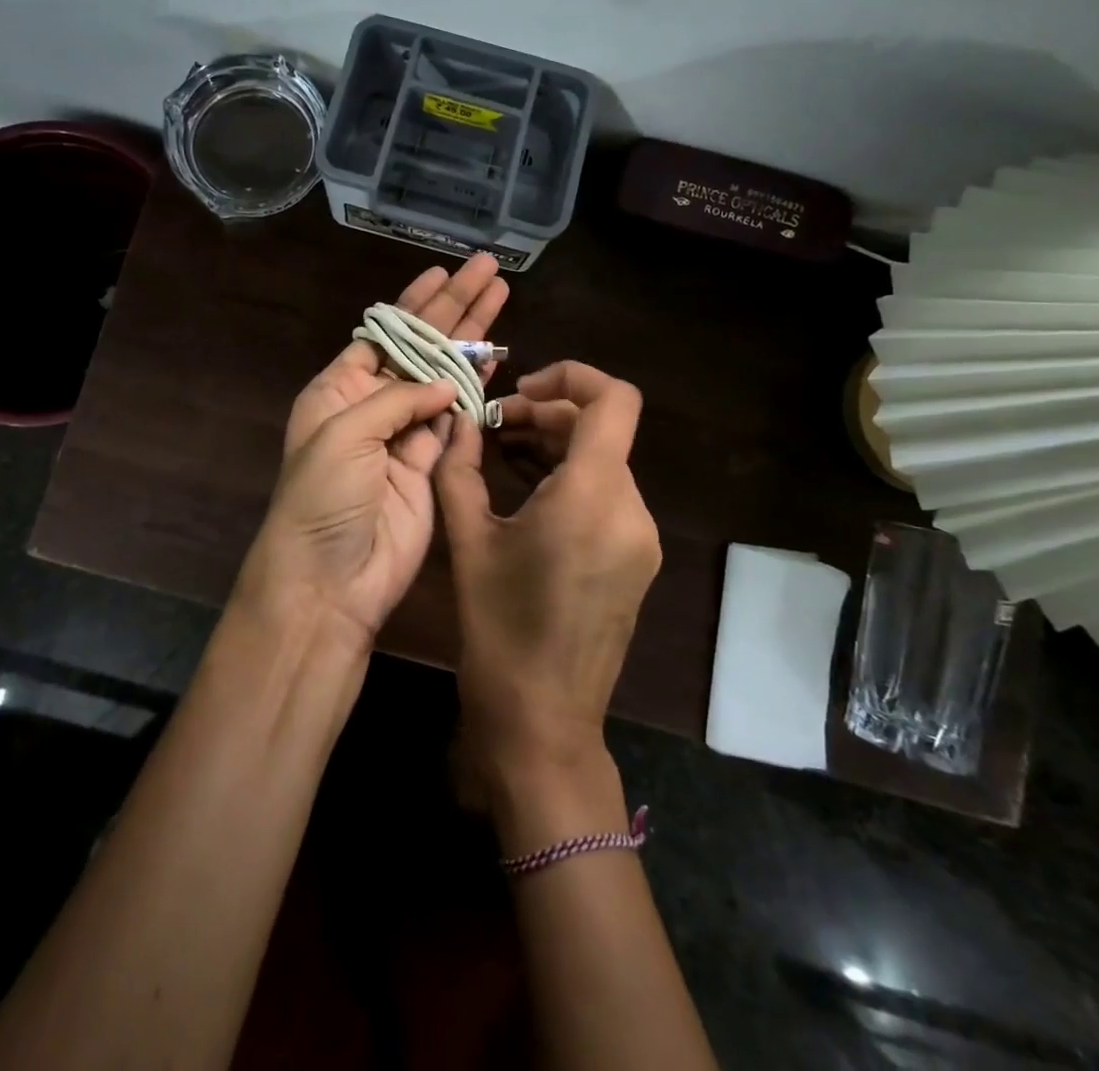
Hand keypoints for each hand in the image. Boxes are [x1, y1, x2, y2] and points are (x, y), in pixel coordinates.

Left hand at [233, 255, 509, 644]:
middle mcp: (372, 402)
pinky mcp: (432, 462)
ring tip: (501, 298)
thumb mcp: (344, 434)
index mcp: (339, 387)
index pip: (383, 331)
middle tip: (489, 270)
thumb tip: (447, 383)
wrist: (331, 579)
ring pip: (445, 374)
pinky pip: (458, 416)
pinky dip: (477, 388)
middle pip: (420, 344)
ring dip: (472, 339)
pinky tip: (496, 359)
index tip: (443, 272)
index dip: (413, 303)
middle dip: (454, 306)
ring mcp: (405, 433)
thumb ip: (398, 399)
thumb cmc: (323, 498)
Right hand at [435, 362, 660, 795]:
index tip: (521, 390)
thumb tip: (457, 421)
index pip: (613, 399)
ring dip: (557, 445)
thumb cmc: (499, 630)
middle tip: (492, 426)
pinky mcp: (637, 561)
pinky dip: (571, 478)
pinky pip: (608, 496)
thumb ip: (460, 470)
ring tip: (502, 451)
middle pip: (602, 428)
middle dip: (548, 413)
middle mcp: (631, 508)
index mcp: (593, 495)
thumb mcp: (468, 542)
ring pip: (605, 461)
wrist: (542, 722)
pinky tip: (528, 491)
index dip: (572, 376)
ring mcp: (641, 538)